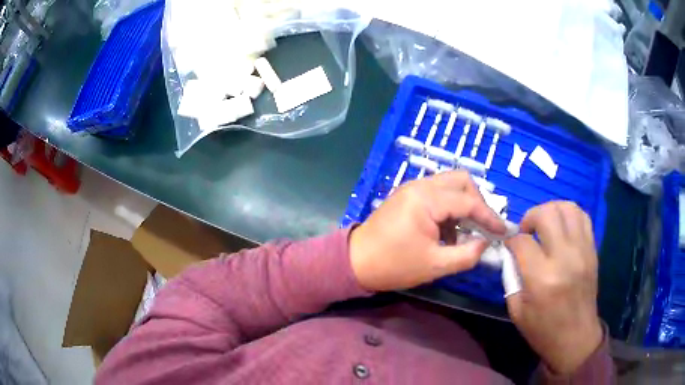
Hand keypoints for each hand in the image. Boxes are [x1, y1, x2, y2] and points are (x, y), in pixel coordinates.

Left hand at [349, 171, 505, 291]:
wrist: (354, 262)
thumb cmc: (393, 265)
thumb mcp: (435, 266)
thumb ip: (467, 255)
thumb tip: (485, 243)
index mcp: (426, 199)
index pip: (468, 201)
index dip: (489, 216)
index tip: (503, 231)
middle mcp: (420, 185)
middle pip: (461, 180)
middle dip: (477, 201)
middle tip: (483, 227)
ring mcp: (412, 188)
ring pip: (449, 184)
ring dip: (463, 204)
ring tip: (465, 232)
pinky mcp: (407, 196)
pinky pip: (437, 193)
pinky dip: (449, 207)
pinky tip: (448, 231)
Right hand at [505, 201, 602, 374]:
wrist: (576, 338)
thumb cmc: (543, 330)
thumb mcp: (517, 310)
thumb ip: (512, 277)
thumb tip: (511, 252)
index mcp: (542, 279)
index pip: (522, 241)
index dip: (511, 240)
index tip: (509, 245)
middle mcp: (564, 258)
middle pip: (547, 214)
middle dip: (530, 217)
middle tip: (527, 231)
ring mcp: (582, 251)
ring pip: (567, 208)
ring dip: (551, 211)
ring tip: (545, 226)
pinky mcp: (593, 250)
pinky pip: (582, 217)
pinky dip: (569, 215)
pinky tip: (562, 228)